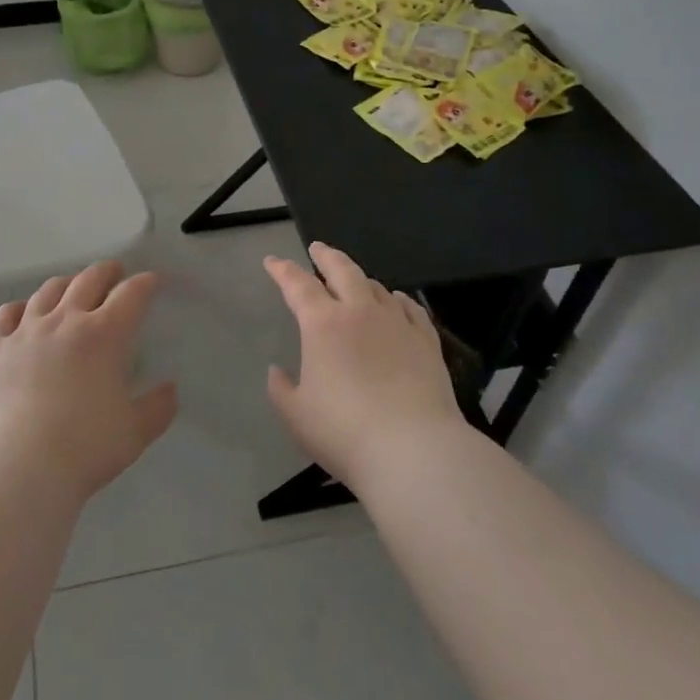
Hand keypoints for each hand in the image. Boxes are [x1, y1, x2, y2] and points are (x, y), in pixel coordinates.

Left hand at [0, 261, 177, 499]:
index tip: (152, 281)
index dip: (145, 283)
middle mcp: (65, 320)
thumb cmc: (84, 447)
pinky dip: (20, 309)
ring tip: (71, 286)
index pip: (131, 294)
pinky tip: (22, 314)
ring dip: (65, 283)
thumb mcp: (135, 433)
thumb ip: (157, 408)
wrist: (16, 465)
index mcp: (105, 334)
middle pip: (88, 280)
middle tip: (114, 272)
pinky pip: (6, 315)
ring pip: (48, 291)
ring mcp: (26, 331)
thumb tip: (170, 389)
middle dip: (106, 272)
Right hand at [263, 242, 463, 488]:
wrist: (414, 450)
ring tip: (354, 280)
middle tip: (317, 248)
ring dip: (360, 279)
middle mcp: (360, 312)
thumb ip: (281, 389)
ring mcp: (397, 324)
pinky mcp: (427, 342)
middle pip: (342, 270)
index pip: (297, 285)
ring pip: (376, 287)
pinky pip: (411, 308)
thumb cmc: (344, 432)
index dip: (282, 270)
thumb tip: (276, 371)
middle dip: (326, 256)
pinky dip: (398, 299)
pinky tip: (397, 301)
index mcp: (322, 324)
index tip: (272, 261)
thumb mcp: (296, 415)